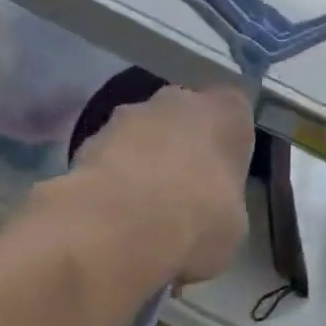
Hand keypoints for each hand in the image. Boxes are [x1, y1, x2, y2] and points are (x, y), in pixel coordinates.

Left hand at [70, 85, 253, 282]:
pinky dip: (110, 178)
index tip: (221, 178)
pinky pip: (110, 155)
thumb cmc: (198, 220)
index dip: (226, 144)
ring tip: (138, 213)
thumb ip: (225, 204)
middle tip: (180, 195)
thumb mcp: (234, 226)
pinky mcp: (90, 137)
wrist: (120, 225)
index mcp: (227, 112)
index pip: (234, 113)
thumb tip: (209, 214)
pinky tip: (110, 218)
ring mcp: (131, 113)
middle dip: (181, 148)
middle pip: (184, 118)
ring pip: (143, 134)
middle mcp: (180, 99)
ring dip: (142, 161)